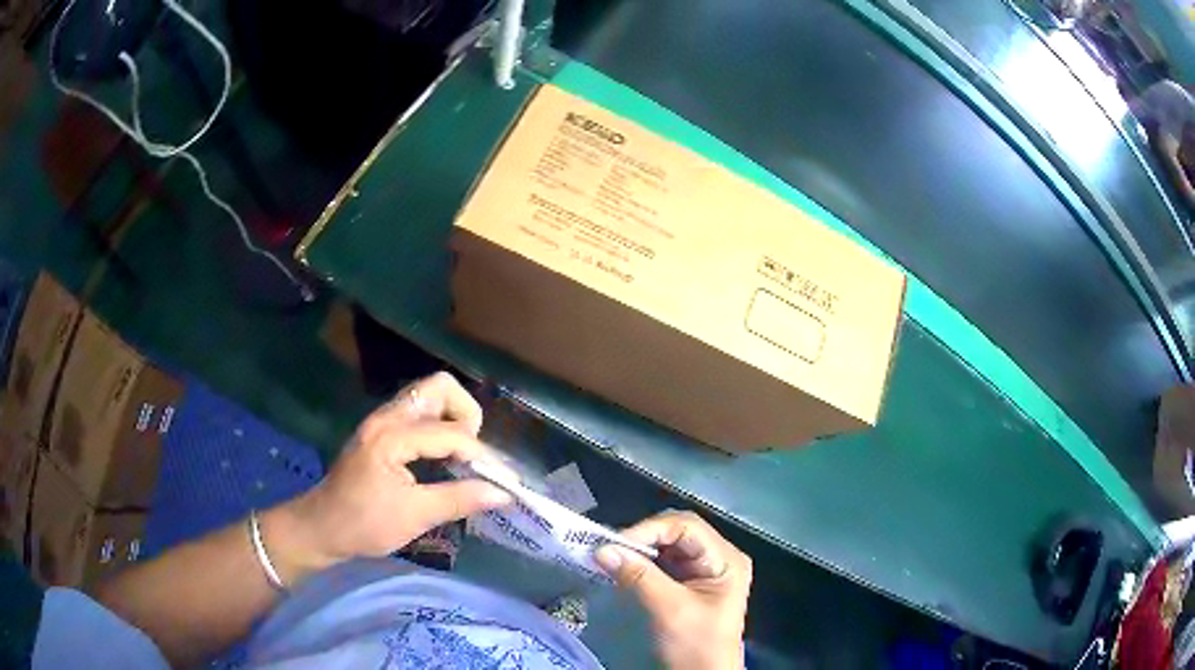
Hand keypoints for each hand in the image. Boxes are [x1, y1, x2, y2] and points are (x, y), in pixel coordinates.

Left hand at [263, 372, 512, 583]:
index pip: (451, 432)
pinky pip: (418, 412)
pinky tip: (441, 457)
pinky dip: (438, 426)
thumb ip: (460, 499)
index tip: (502, 482)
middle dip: (466, 415)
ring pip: (428, 396)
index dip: (481, 456)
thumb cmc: (363, 525)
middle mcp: (386, 417)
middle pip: (439, 387)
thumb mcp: (414, 517)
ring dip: (452, 418)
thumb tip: (504, 493)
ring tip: (461, 456)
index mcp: (391, 437)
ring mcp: (381, 420)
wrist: (320, 527)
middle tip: (472, 453)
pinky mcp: (380, 430)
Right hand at [594, 511, 750, 669]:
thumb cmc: (695, 645)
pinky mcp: (688, 583)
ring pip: (667, 545)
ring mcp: (703, 570)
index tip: (613, 544)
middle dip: (642, 537)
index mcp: (726, 559)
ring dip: (638, 549)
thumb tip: (601, 549)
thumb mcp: (669, 610)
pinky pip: (662, 562)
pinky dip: (640, 563)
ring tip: (610, 556)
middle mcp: (718, 557)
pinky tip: (622, 567)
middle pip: (677, 531)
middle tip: (609, 549)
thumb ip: (638, 577)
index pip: (686, 527)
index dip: (649, 530)